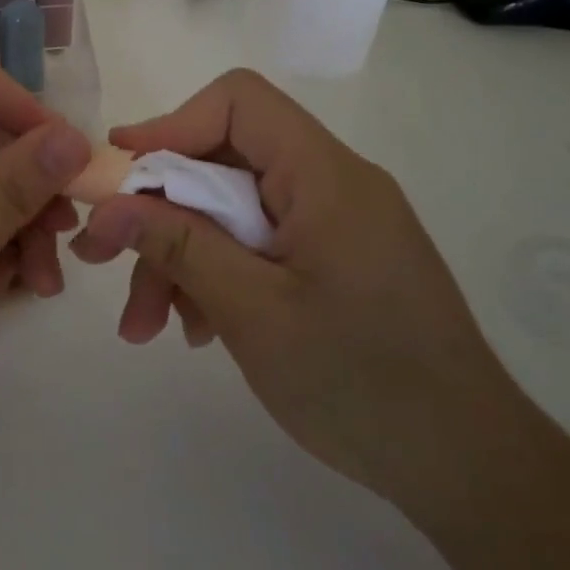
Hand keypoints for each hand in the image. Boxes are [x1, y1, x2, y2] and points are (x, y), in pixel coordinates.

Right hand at [69, 69, 509, 503]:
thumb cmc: (360, 382)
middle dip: (159, 212)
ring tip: (146, 327)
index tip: (117, 174)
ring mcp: (335, 224)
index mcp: (324, 175)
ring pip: (232, 211)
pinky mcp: (335, 261)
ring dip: (181, 257)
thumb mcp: (252, 311)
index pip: (238, 103)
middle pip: (223, 163)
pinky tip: (196, 330)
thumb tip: (106, 205)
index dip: (170, 125)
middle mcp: (331, 184)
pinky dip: (217, 276)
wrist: (467, 467)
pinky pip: (258, 245)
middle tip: (102, 260)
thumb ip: (178, 246)